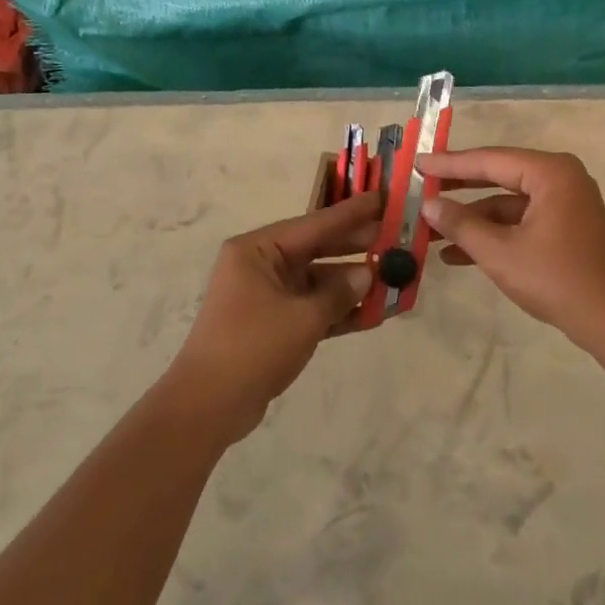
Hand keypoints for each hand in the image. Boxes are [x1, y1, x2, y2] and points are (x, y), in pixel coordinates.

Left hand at [167, 191, 380, 443]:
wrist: (207, 406)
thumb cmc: (252, 348)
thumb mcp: (303, 318)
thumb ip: (339, 294)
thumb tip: (368, 276)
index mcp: (257, 250)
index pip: (315, 224)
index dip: (353, 212)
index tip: (384, 198)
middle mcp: (260, 265)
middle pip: (318, 248)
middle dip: (357, 246)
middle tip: (397, 237)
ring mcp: (266, 295)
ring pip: (318, 280)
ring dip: (352, 284)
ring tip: (395, 277)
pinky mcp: (272, 324)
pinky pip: (312, 308)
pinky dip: (338, 311)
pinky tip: (374, 313)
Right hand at [418, 148, 604, 349]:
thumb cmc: (557, 279)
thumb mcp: (500, 252)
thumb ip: (462, 225)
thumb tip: (429, 206)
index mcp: (550, 173)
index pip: (489, 160)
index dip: (449, 164)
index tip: (417, 163)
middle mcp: (560, 179)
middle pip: (498, 175)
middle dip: (458, 187)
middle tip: (421, 187)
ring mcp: (565, 204)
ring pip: (507, 203)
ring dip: (472, 218)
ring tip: (430, 231)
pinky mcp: (565, 228)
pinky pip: (521, 221)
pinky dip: (493, 234)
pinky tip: (458, 254)